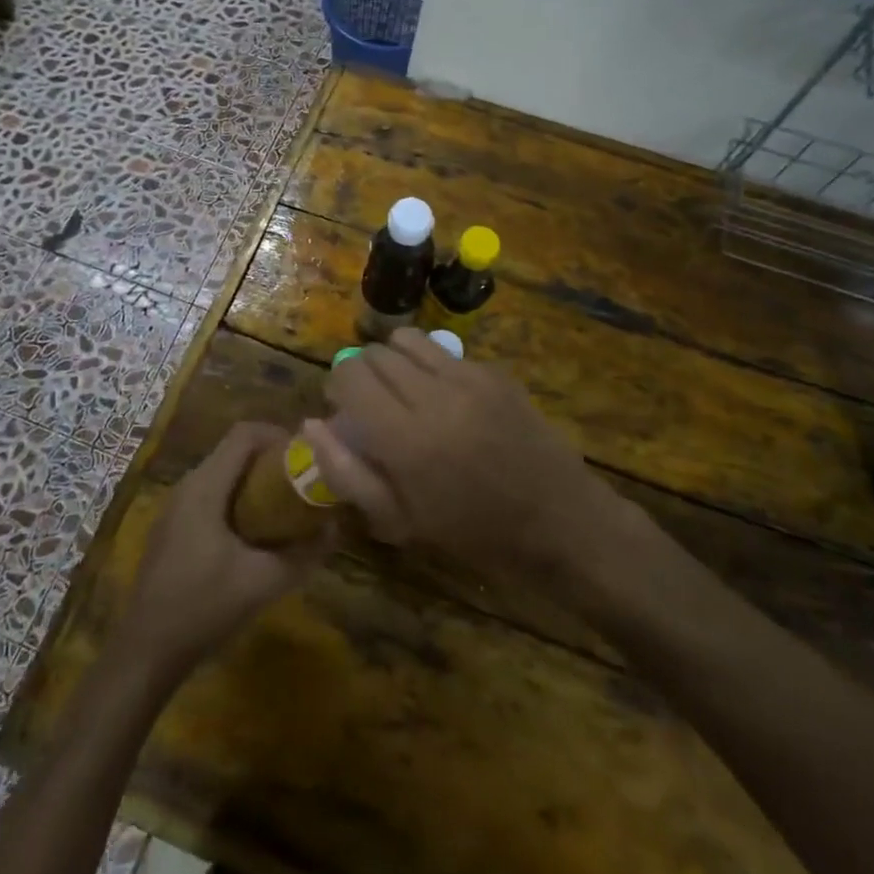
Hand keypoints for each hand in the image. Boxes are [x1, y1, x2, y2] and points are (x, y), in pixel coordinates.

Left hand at [116, 423, 333, 679]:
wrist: (146, 651)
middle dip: (272, 459)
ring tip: (288, 505)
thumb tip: (335, 529)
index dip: (278, 435)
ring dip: (256, 481)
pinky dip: (239, 499)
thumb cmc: (203, 607)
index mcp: (205, 486)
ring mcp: (177, 507)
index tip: (307, 456)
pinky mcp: (174, 528)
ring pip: (223, 474)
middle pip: (234, 451)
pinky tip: (257, 533)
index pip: (244, 434)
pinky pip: (212, 495)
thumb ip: (304, 554)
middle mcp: (188, 486)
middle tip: (304, 481)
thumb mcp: (263, 582)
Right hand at [306, 329, 617, 581]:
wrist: (561, 522)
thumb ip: (347, 472)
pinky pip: (445, 352)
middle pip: (375, 353)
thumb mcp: (401, 520)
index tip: (343, 408)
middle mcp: (434, 394)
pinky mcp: (495, 372)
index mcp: (405, 438)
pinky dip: (431, 367)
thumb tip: (312, 424)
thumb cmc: (474, 534)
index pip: (350, 376)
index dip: (337, 386)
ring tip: (404, 392)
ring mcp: (469, 377)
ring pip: (408, 340)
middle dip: (363, 373)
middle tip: (372, 405)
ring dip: (393, 360)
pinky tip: (446, 401)